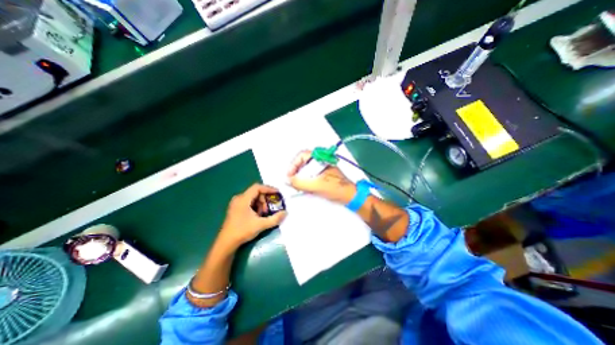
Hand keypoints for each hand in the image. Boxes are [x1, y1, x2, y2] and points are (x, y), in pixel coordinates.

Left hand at [217, 184, 286, 248]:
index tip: (277, 193)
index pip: (257, 187)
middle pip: (256, 192)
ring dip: (261, 204)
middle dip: (265, 200)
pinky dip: (256, 207)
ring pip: (253, 198)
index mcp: (243, 199)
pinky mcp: (236, 208)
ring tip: (263, 215)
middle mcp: (239, 198)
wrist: (226, 243)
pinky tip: (257, 216)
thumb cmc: (242, 231)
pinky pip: (249, 202)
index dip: (268, 189)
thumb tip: (285, 213)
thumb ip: (274, 219)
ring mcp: (236, 203)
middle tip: (269, 209)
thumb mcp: (261, 225)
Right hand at [287, 152, 355, 204]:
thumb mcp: (316, 186)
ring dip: (300, 177)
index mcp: (320, 159)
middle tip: (292, 182)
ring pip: (306, 170)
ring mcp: (322, 168)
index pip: (302, 155)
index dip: (293, 164)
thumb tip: (287, 180)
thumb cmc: (336, 188)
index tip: (289, 175)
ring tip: (297, 187)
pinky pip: (311, 176)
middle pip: (303, 162)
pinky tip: (305, 189)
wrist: (350, 196)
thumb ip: (300, 183)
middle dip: (296, 172)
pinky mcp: (323, 175)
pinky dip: (306, 181)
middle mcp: (320, 161)